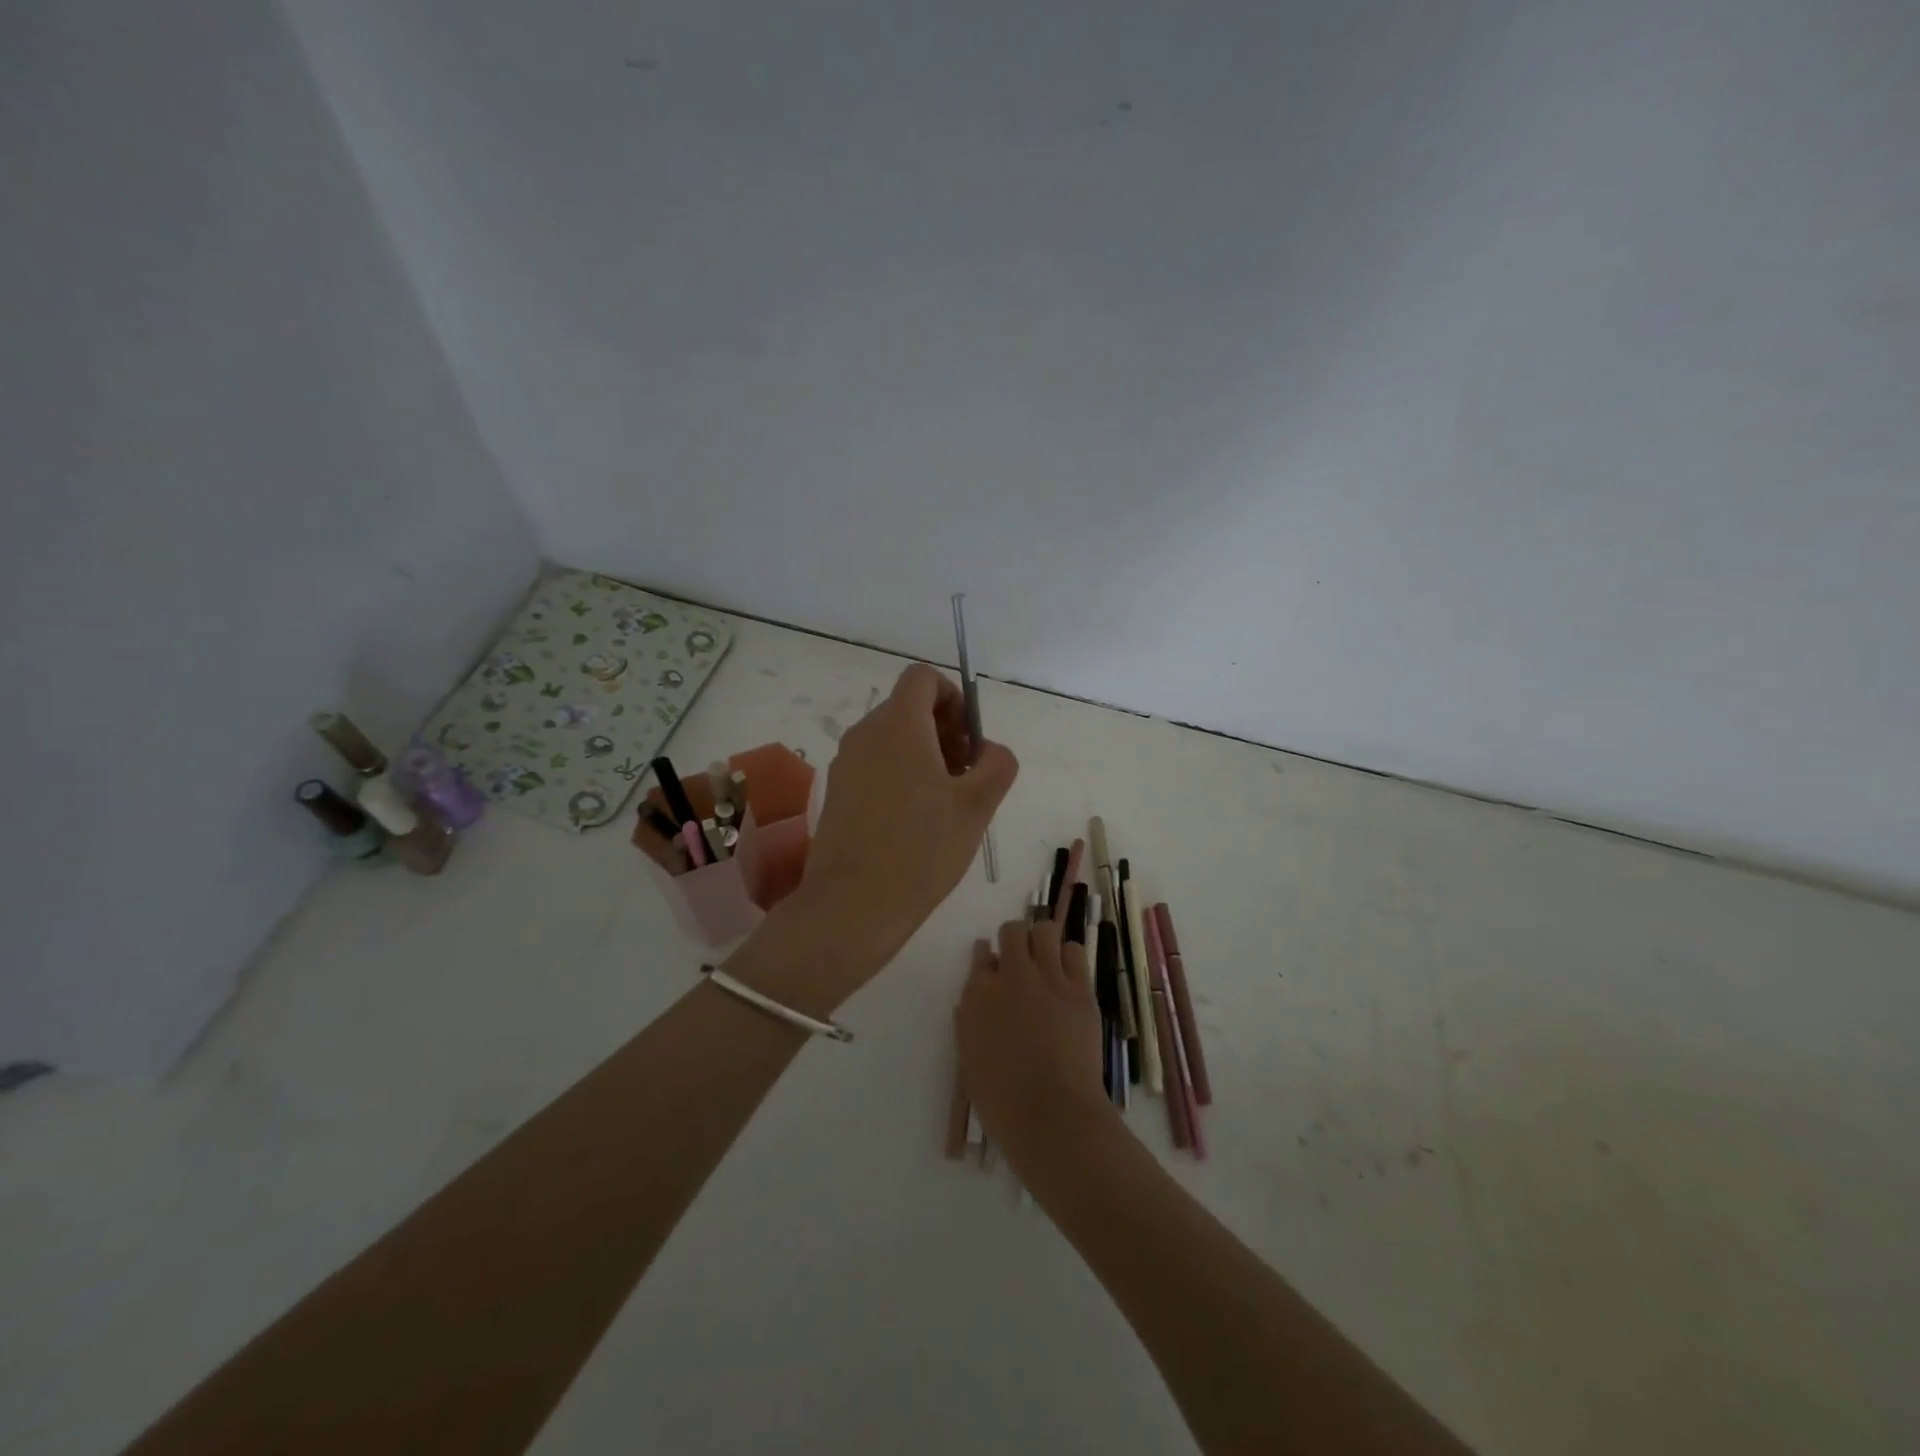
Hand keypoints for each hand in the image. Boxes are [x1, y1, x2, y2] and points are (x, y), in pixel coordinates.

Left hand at [793, 663, 1017, 980]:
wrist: (853, 905)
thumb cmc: (922, 848)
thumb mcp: (977, 805)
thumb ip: (997, 764)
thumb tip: (989, 751)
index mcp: (898, 724)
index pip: (923, 677)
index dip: (954, 698)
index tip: (970, 741)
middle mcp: (865, 733)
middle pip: (909, 708)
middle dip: (945, 731)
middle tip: (966, 777)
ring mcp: (845, 763)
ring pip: (892, 739)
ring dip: (925, 756)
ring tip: (945, 804)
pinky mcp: (837, 793)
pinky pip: (875, 765)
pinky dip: (900, 776)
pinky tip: (916, 822)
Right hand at [955, 918, 1113, 1172]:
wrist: (1053, 1115)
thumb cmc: (1002, 1100)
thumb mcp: (970, 1058)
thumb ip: (970, 1021)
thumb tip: (974, 1000)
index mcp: (978, 995)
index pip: (981, 955)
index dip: (988, 958)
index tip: (994, 968)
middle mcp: (1012, 976)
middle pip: (1012, 931)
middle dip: (1015, 940)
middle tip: (1021, 961)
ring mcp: (1049, 979)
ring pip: (1045, 931)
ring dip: (1042, 941)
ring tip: (1046, 962)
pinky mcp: (1080, 989)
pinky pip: (1075, 951)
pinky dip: (1069, 957)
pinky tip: (1068, 976)